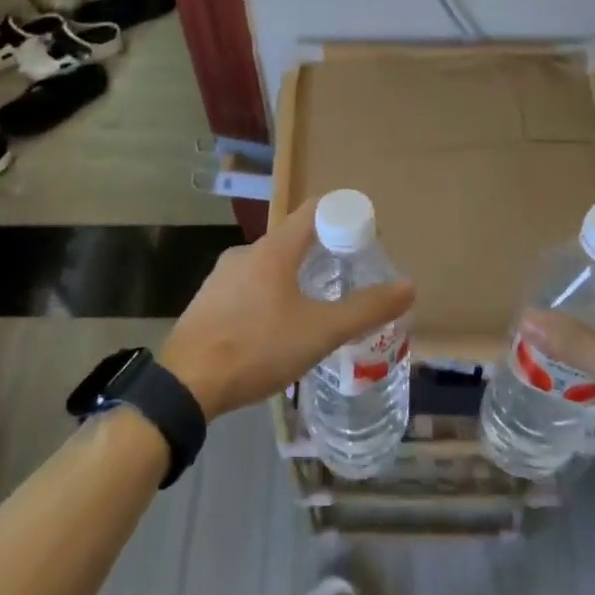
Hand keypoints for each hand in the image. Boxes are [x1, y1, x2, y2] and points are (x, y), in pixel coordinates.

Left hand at [158, 199, 414, 418]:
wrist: (185, 384)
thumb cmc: (258, 347)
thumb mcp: (320, 332)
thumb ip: (366, 309)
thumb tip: (409, 286)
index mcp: (274, 248)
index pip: (316, 210)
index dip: (344, 216)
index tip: (366, 239)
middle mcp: (247, 252)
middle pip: (294, 238)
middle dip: (325, 253)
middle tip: (349, 278)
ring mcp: (222, 276)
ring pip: (270, 265)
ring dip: (297, 277)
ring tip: (318, 308)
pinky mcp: (208, 301)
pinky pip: (250, 286)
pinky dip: (271, 296)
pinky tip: (278, 330)